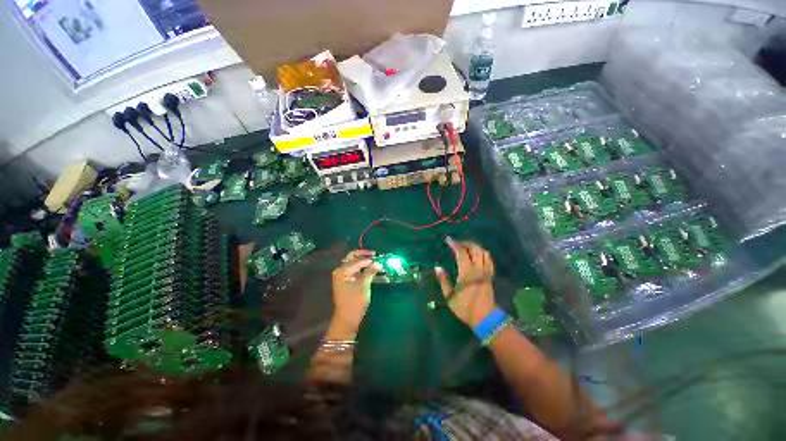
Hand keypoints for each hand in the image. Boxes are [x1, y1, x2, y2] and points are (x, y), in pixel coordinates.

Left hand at [329, 250, 382, 338]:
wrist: (346, 319)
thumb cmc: (354, 302)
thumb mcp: (363, 286)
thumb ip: (370, 272)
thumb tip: (378, 262)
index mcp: (342, 270)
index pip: (357, 260)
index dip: (369, 259)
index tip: (380, 257)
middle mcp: (340, 271)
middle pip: (352, 258)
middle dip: (364, 255)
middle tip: (376, 255)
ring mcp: (343, 276)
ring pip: (354, 264)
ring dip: (363, 261)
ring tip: (375, 261)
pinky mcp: (346, 282)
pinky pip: (355, 270)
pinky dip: (362, 268)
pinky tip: (370, 269)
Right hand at [435, 238, 496, 327]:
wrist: (485, 318)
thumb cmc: (465, 307)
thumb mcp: (450, 296)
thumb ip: (443, 280)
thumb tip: (437, 267)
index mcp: (467, 272)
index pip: (462, 252)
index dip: (455, 244)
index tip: (448, 239)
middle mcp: (478, 269)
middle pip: (475, 249)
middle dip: (466, 243)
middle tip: (457, 243)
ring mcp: (486, 272)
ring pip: (484, 253)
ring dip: (475, 247)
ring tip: (467, 247)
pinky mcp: (490, 276)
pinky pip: (489, 259)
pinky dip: (483, 253)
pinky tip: (478, 255)